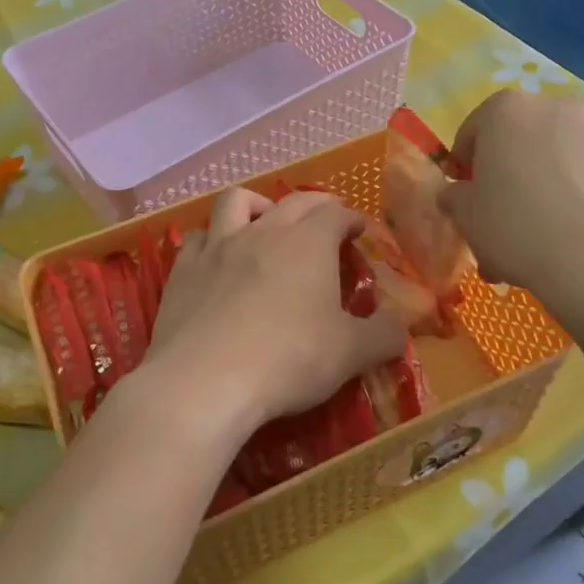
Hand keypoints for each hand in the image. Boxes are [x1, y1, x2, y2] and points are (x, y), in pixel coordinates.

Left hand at [142, 188, 406, 452]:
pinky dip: (213, 239)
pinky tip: (218, 257)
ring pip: (237, 202)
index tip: (357, 230)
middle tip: (325, 220)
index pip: (335, 214)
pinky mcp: (184, 269)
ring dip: (258, 205)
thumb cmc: (288, 361)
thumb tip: (400, 324)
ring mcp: (218, 247)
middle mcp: (264, 232)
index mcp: (309, 243)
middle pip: (293, 201)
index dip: (350, 218)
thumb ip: (384, 335)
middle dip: (315, 205)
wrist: (204, 381)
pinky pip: (199, 237)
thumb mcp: (350, 354)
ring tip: (266, 222)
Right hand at [438, 91, 583, 327]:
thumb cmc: (519, 230)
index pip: (472, 131)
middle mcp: (555, 108)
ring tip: (537, 240)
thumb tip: (457, 194)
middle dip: (506, 178)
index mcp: (507, 110)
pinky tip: (573, 238)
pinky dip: (577, 198)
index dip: (464, 167)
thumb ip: (454, 197)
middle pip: (518, 142)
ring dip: (542, 189)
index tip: (465, 199)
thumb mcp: (467, 218)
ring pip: (556, 160)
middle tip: (500, 222)